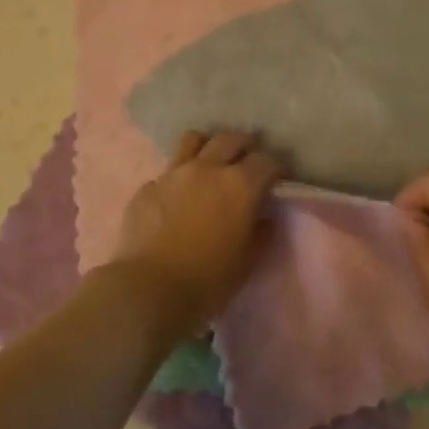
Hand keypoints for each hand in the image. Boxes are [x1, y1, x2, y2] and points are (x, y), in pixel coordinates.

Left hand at [109, 130, 283, 342]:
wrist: (149, 289)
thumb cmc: (208, 280)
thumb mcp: (247, 262)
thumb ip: (261, 233)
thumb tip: (265, 217)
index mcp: (239, 185)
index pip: (266, 161)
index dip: (276, 168)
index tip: (279, 179)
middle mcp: (207, 168)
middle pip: (230, 139)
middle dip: (244, 147)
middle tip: (247, 163)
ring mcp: (174, 173)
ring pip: (194, 139)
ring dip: (208, 147)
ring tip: (211, 163)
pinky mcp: (148, 186)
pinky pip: (168, 171)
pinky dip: (179, 177)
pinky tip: (178, 197)